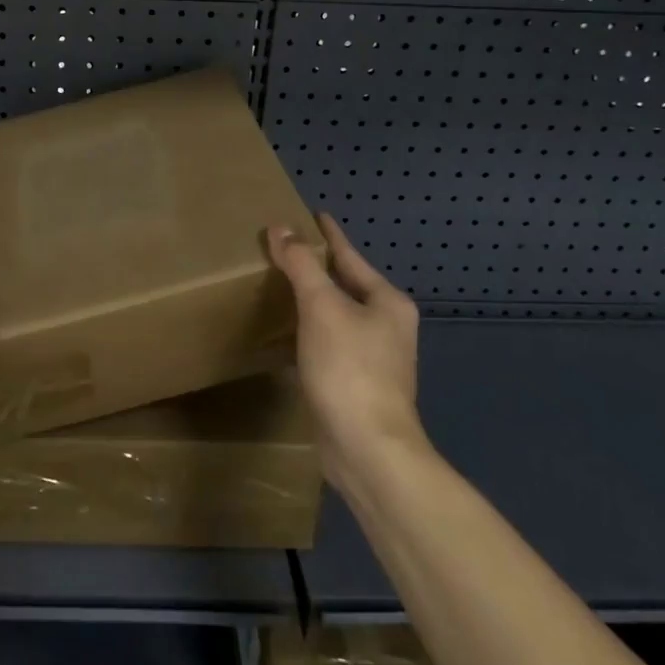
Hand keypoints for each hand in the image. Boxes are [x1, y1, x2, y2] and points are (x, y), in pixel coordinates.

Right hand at [267, 214, 422, 492]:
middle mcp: (386, 326)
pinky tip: (282, 333)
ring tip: (278, 285)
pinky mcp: (354, 385)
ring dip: (309, 302)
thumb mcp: (322, 307)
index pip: (350, 256)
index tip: (313, 214)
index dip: (329, 235)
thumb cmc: (350, 369)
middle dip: (316, 268)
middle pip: (345, 285)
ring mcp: (373, 359)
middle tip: (284, 248)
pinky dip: (306, 333)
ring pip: (335, 317)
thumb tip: (280, 227)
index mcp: (387, 302)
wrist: (368, 450)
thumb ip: (301, 265)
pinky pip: (326, 344)